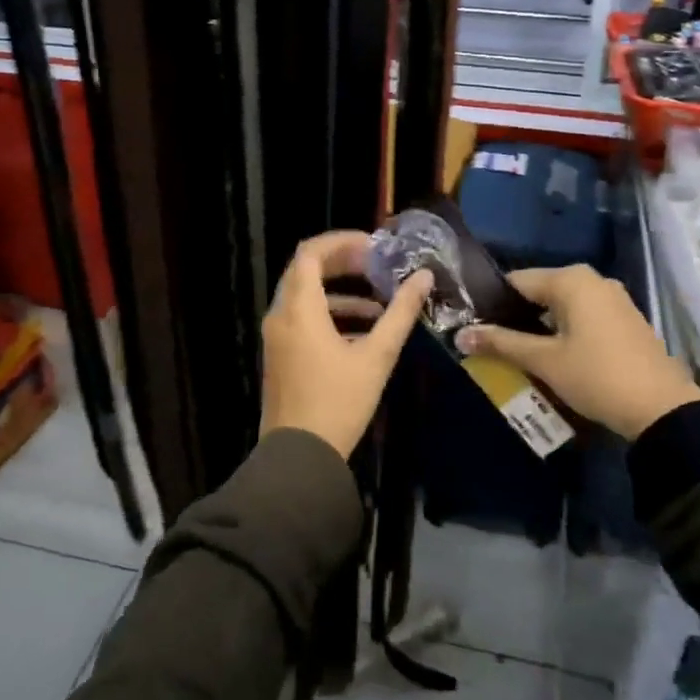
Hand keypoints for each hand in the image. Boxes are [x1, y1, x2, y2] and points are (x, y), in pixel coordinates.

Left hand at [260, 230, 432, 459]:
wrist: (299, 457)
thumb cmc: (338, 403)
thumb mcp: (376, 357)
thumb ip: (400, 314)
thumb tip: (423, 277)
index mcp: (299, 309)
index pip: (310, 252)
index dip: (342, 242)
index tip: (374, 246)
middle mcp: (280, 315)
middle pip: (306, 270)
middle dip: (343, 263)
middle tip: (378, 265)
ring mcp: (277, 337)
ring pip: (305, 296)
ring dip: (341, 292)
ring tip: (380, 302)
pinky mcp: (281, 355)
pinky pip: (303, 319)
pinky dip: (330, 314)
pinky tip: (364, 331)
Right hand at [455, 264, 699, 439]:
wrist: (662, 409)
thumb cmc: (596, 376)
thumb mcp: (544, 361)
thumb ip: (501, 343)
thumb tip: (460, 335)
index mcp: (571, 280)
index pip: (516, 281)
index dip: (492, 303)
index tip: (474, 326)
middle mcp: (592, 280)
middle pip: (539, 293)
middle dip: (515, 317)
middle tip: (491, 344)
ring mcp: (612, 299)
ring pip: (561, 307)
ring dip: (539, 328)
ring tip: (516, 354)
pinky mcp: (624, 320)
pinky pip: (582, 317)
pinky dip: (563, 332)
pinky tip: (551, 357)